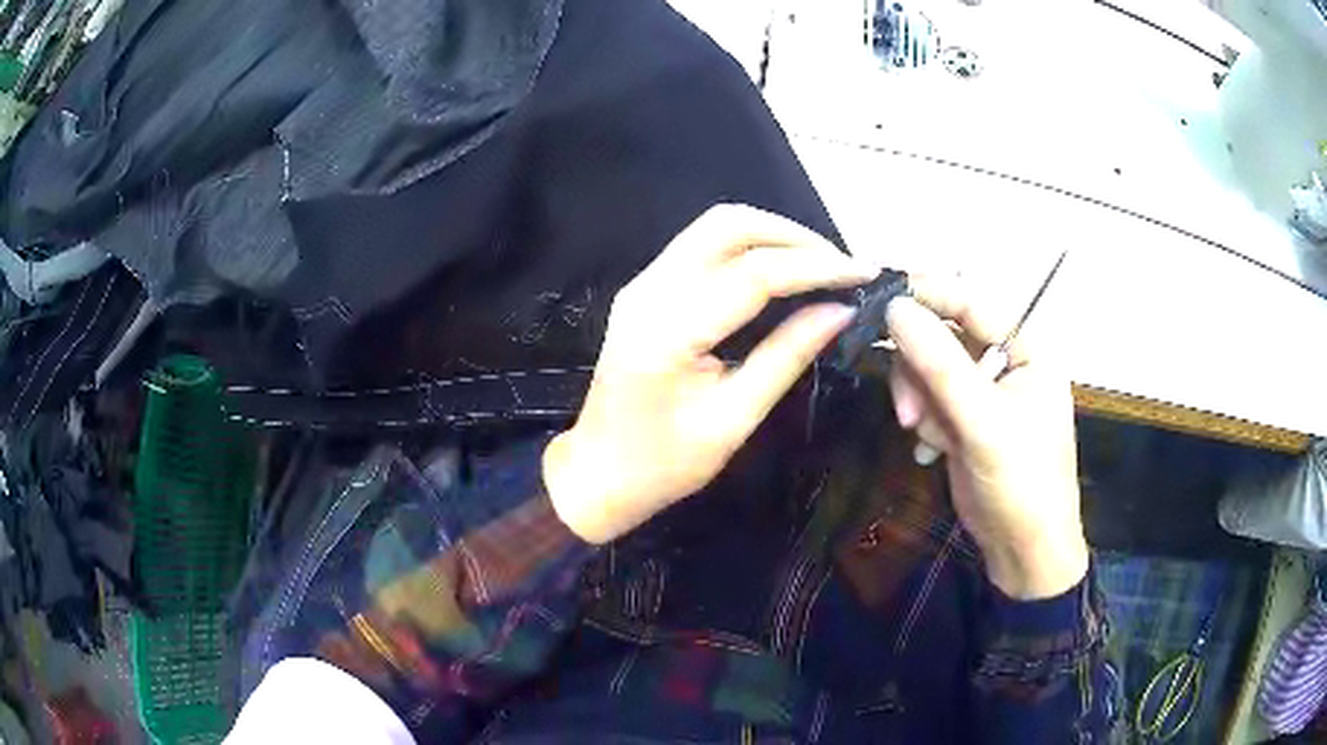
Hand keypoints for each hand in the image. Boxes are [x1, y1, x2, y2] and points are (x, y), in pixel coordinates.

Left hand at [543, 205, 875, 544]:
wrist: (597, 473)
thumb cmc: (664, 464)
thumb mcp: (734, 418)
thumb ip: (787, 356)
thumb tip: (841, 311)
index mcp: (668, 331)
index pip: (754, 274)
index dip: (817, 267)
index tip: (864, 273)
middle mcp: (649, 291)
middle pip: (728, 226)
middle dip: (794, 236)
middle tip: (841, 266)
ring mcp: (642, 285)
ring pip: (714, 227)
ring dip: (772, 234)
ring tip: (820, 265)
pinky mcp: (645, 289)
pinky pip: (702, 246)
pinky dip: (748, 247)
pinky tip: (781, 270)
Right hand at [886, 276, 1087, 599]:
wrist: (1023, 551)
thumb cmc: (1022, 482)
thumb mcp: (984, 422)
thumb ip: (940, 364)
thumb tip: (893, 308)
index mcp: (1027, 348)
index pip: (973, 302)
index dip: (929, 296)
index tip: (882, 302)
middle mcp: (1005, 362)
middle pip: (945, 336)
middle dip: (921, 370)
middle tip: (908, 408)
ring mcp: (984, 393)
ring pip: (930, 369)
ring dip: (919, 399)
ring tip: (921, 432)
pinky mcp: (965, 421)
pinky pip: (930, 400)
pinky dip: (925, 420)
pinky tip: (932, 448)